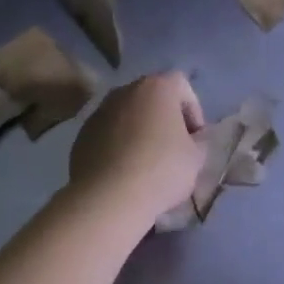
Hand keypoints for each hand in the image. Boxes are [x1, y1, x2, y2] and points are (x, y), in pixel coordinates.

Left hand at [68, 72, 205, 221]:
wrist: (108, 197)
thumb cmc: (161, 170)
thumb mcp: (196, 158)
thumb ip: (200, 141)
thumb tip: (195, 138)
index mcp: (156, 87)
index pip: (182, 86)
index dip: (194, 111)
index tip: (195, 138)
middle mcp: (125, 91)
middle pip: (152, 98)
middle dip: (165, 118)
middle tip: (174, 147)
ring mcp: (100, 111)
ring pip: (128, 115)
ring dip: (140, 131)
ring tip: (147, 161)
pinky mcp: (82, 134)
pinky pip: (108, 133)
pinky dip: (118, 144)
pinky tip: (124, 170)